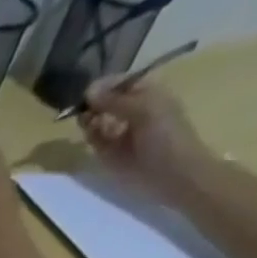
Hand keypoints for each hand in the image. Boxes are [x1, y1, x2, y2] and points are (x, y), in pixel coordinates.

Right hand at [80, 78, 213, 196]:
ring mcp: (117, 131)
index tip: (87, 95)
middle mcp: (129, 109)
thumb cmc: (166, 136)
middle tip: (85, 113)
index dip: (102, 87)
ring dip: (89, 120)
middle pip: (103, 101)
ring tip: (90, 126)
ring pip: (95, 119)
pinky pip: (94, 139)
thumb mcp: (145, 110)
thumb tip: (88, 90)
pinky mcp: (107, 152)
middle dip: (93, 105)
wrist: (171, 174)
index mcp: (145, 92)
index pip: (117, 83)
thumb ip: (115, 100)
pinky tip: (92, 137)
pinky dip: (90, 136)